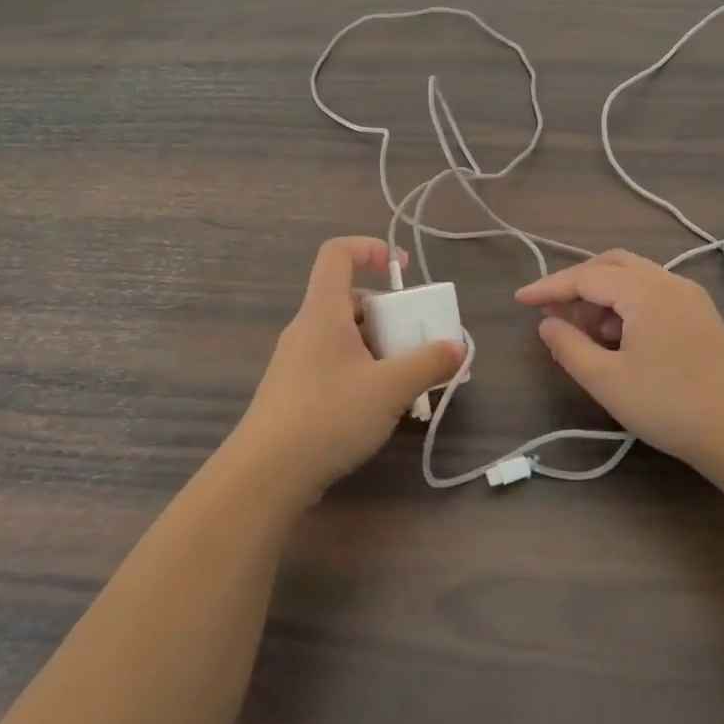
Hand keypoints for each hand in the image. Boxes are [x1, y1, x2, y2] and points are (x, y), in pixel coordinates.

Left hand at [226, 237, 464, 504]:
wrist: (265, 475)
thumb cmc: (329, 415)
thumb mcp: (390, 388)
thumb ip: (428, 364)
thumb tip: (458, 347)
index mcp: (323, 310)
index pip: (338, 253)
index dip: (371, 248)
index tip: (402, 270)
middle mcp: (306, 327)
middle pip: (349, 299)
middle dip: (389, 314)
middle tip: (416, 341)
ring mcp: (296, 360)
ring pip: (344, 335)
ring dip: (378, 347)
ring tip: (406, 380)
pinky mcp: (293, 391)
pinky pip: (334, 363)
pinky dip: (361, 370)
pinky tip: (378, 406)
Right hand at [516, 250, 723, 475]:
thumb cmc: (670, 406)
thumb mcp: (607, 381)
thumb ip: (569, 347)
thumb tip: (547, 323)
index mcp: (646, 291)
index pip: (586, 277)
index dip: (549, 287)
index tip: (519, 299)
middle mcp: (669, 282)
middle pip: (611, 264)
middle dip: (577, 284)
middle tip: (553, 312)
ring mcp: (689, 297)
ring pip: (633, 278)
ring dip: (602, 297)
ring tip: (586, 335)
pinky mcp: (701, 315)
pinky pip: (652, 294)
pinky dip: (625, 306)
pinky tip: (618, 341)